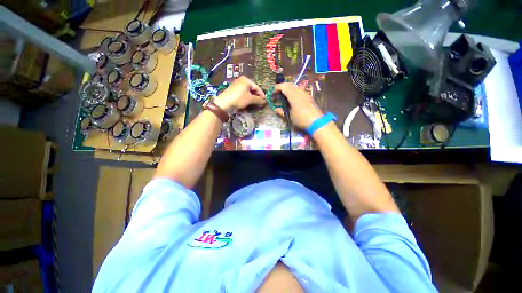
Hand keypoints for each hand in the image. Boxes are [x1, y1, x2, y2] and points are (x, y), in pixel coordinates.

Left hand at [214, 76, 265, 111]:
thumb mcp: (250, 99)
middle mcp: (241, 80)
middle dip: (256, 97)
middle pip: (252, 89)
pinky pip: (242, 93)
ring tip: (254, 104)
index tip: (265, 101)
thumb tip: (265, 101)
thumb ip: (258, 100)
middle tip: (260, 103)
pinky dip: (246, 98)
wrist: (224, 102)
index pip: (257, 87)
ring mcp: (236, 85)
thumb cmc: (239, 98)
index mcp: (246, 80)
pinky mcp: (233, 90)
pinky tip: (247, 103)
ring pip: (247, 92)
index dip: (261, 94)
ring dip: (251, 98)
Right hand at [274, 83, 323, 129]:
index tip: (272, 93)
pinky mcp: (308, 96)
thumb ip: (281, 112)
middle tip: (277, 93)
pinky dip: (293, 92)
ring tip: (283, 96)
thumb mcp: (289, 116)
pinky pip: (299, 90)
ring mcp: (305, 93)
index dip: (276, 88)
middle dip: (282, 87)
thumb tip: (276, 109)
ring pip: (294, 87)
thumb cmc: (301, 119)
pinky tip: (292, 99)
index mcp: (293, 95)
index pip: (283, 86)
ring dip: (288, 89)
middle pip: (289, 84)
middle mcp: (299, 91)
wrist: (316, 122)